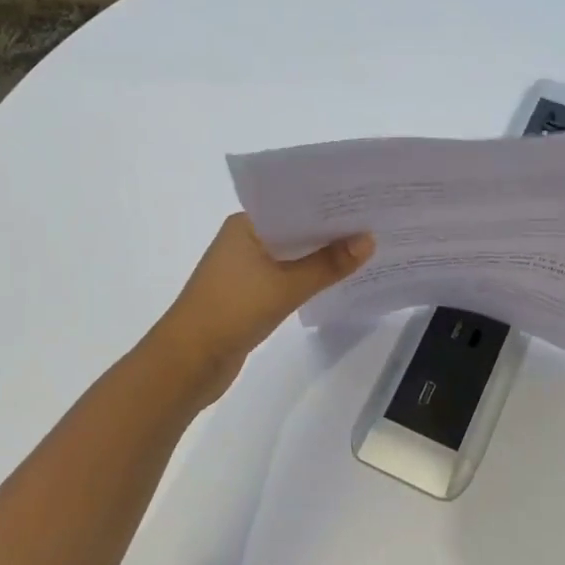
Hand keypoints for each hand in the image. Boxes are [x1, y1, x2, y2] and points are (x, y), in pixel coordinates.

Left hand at [151, 213, 373, 405]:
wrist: (187, 362)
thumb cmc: (232, 311)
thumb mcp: (286, 286)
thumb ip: (328, 264)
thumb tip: (368, 240)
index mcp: (246, 225)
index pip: (293, 203)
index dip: (329, 203)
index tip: (365, 201)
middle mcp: (245, 240)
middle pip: (295, 228)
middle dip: (331, 229)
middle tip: (376, 222)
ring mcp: (245, 268)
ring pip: (292, 254)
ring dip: (322, 255)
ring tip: (366, 248)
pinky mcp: (249, 293)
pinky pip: (287, 276)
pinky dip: (309, 276)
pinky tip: (337, 278)